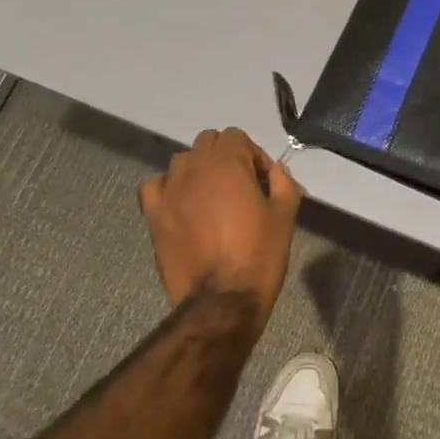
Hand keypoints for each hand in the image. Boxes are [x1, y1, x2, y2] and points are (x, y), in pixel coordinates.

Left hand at [139, 128, 300, 319]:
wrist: (222, 301)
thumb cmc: (259, 255)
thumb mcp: (285, 214)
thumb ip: (283, 182)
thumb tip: (275, 171)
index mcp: (227, 164)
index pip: (236, 136)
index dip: (253, 154)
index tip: (264, 180)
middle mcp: (194, 168)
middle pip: (208, 142)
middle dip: (226, 156)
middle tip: (241, 186)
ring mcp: (169, 191)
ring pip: (182, 161)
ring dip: (199, 169)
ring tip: (212, 196)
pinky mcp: (154, 214)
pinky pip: (155, 185)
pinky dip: (168, 188)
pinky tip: (182, 204)